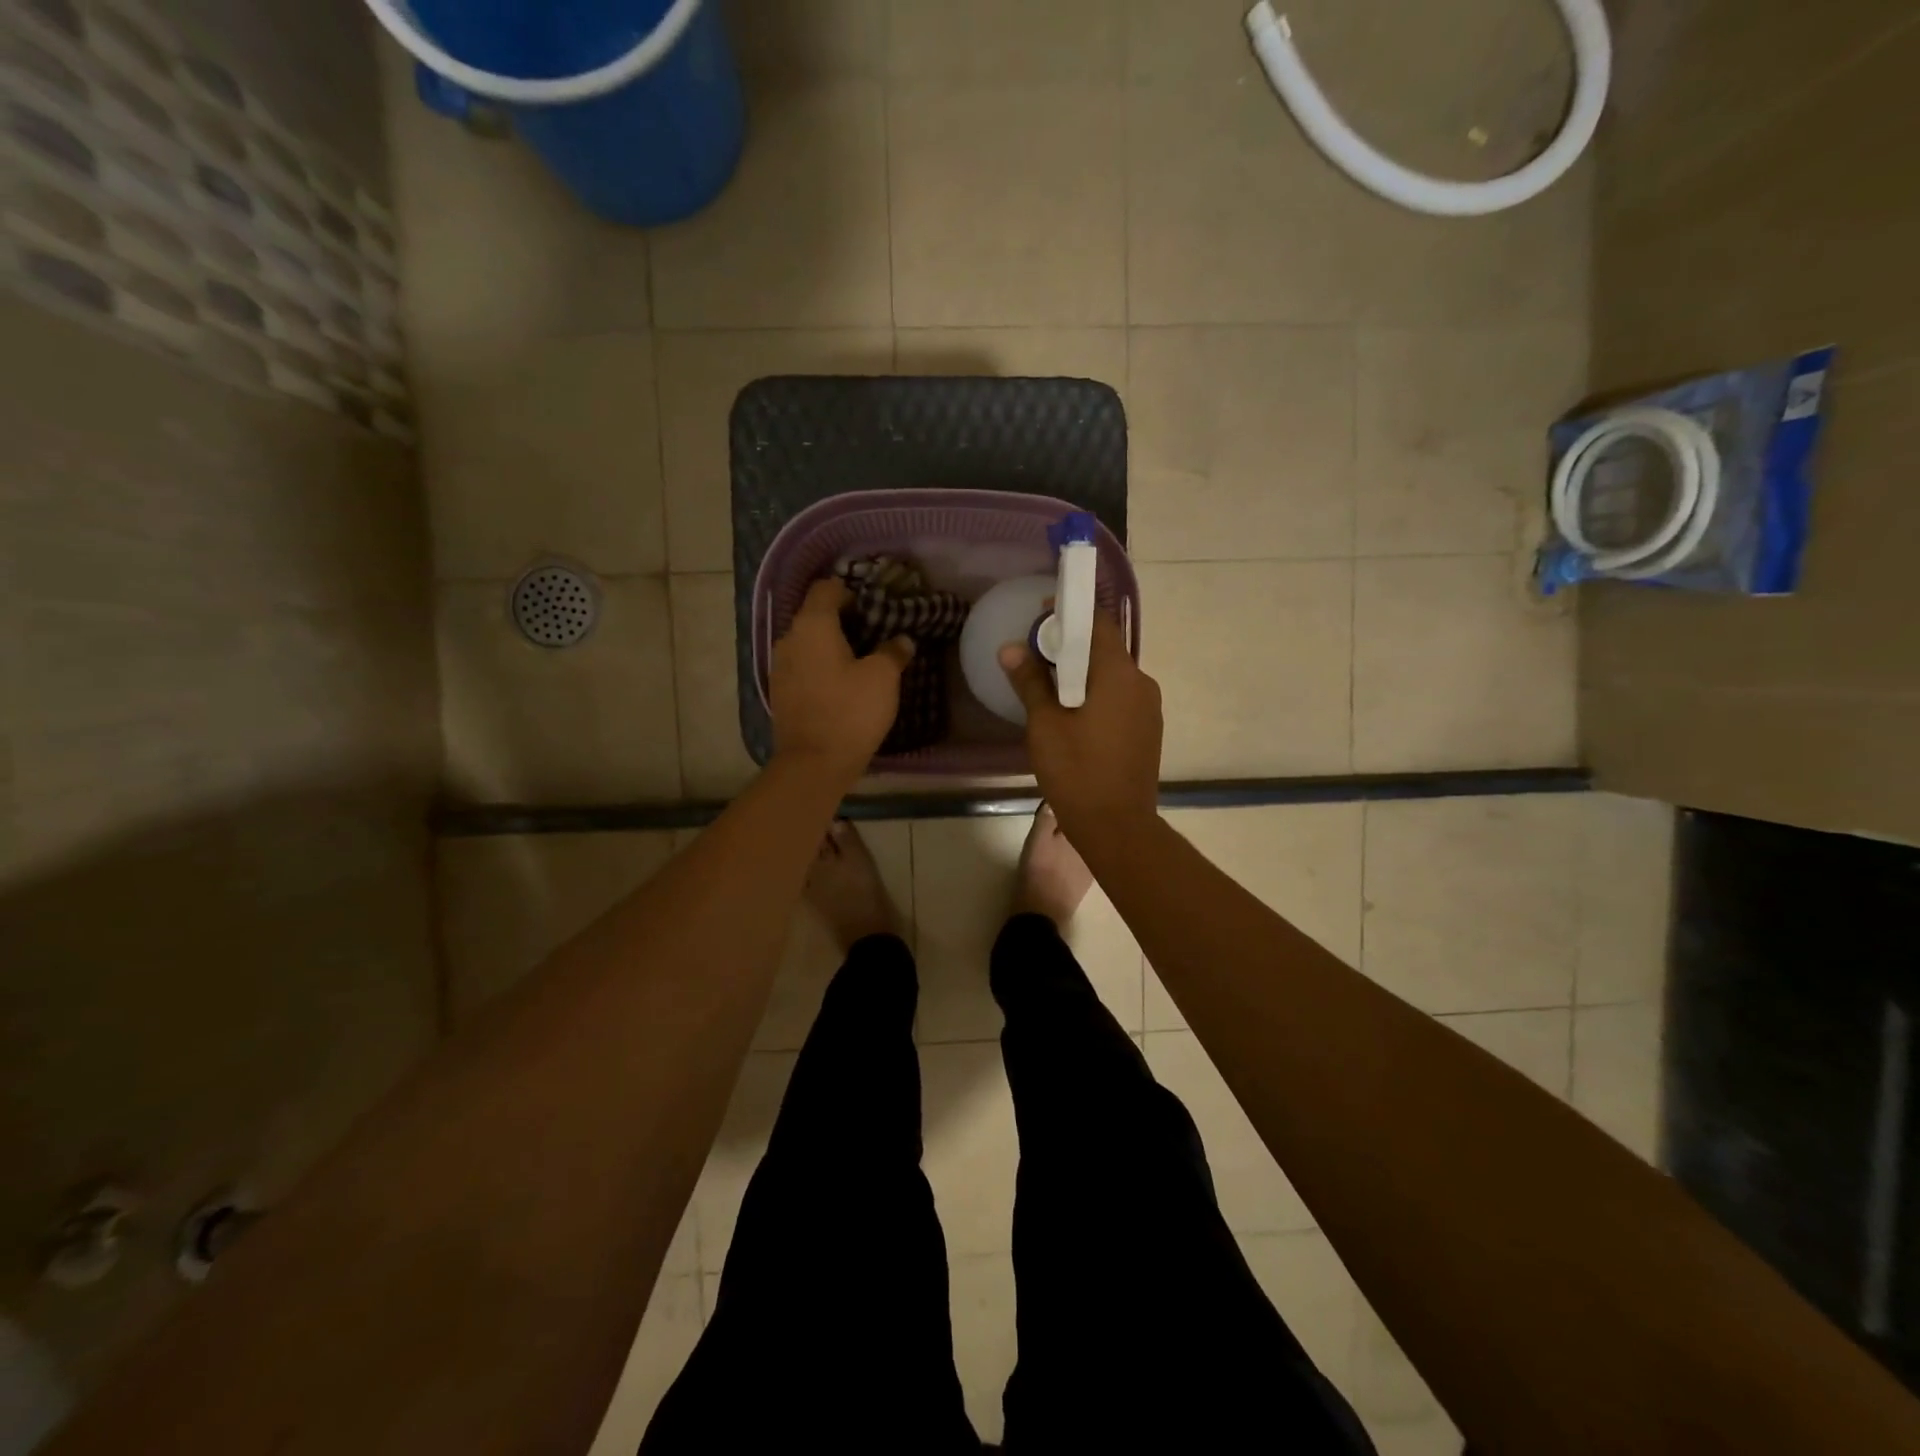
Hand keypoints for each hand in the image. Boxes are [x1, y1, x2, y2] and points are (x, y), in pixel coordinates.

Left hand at [771, 580, 913, 782]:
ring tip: (858, 661)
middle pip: (814, 616)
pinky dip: (820, 667)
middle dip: (841, 620)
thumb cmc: (851, 711)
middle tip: (872, 633)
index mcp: (812, 625)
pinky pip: (802, 667)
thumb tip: (901, 640)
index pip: (825, 589)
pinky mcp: (780, 693)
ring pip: (807, 643)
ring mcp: (779, 667)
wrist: (814, 763)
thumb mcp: (883, 678)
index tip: (872, 607)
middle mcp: (789, 639)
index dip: (849, 591)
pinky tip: (840, 684)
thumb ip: (893, 652)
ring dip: (830, 646)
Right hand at [999, 612, 1161, 840]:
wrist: (1118, 827)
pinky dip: (1095, 693)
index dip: (1071, 612)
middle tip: (1035, 653)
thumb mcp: (1045, 725)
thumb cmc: (1077, 772)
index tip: (1042, 613)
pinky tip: (1072, 713)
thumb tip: (1010, 649)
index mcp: (1118, 674)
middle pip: (1105, 649)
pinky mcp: (1147, 730)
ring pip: (1112, 675)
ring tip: (1048, 685)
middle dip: (1071, 645)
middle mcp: (1142, 683)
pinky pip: (1119, 697)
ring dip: (1082, 672)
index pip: (1099, 623)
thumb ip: (1030, 682)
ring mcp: (1149, 708)